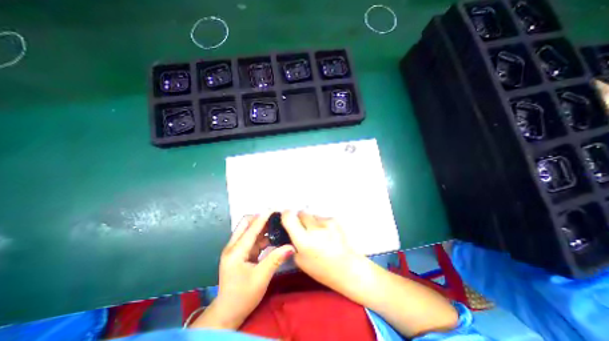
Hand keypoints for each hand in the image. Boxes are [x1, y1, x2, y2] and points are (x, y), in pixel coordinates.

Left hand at [190, 215, 294, 329]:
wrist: (228, 313)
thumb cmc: (242, 296)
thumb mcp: (261, 277)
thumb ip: (276, 259)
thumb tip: (291, 246)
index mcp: (235, 252)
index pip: (251, 229)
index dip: (263, 218)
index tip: (273, 209)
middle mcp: (233, 247)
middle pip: (245, 224)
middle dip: (260, 219)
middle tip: (275, 218)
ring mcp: (236, 250)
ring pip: (249, 231)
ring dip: (262, 227)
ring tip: (276, 225)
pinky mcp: (240, 254)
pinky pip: (252, 239)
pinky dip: (262, 236)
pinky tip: (272, 237)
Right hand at [282, 211, 364, 292]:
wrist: (348, 267)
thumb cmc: (322, 269)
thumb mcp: (301, 261)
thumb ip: (293, 242)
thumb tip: (291, 230)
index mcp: (304, 241)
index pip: (289, 217)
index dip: (286, 215)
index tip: (287, 216)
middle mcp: (315, 228)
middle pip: (302, 213)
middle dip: (300, 219)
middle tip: (304, 229)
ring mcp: (326, 222)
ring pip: (313, 215)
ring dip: (313, 222)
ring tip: (319, 234)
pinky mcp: (335, 220)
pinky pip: (323, 218)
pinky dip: (322, 223)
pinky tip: (328, 234)